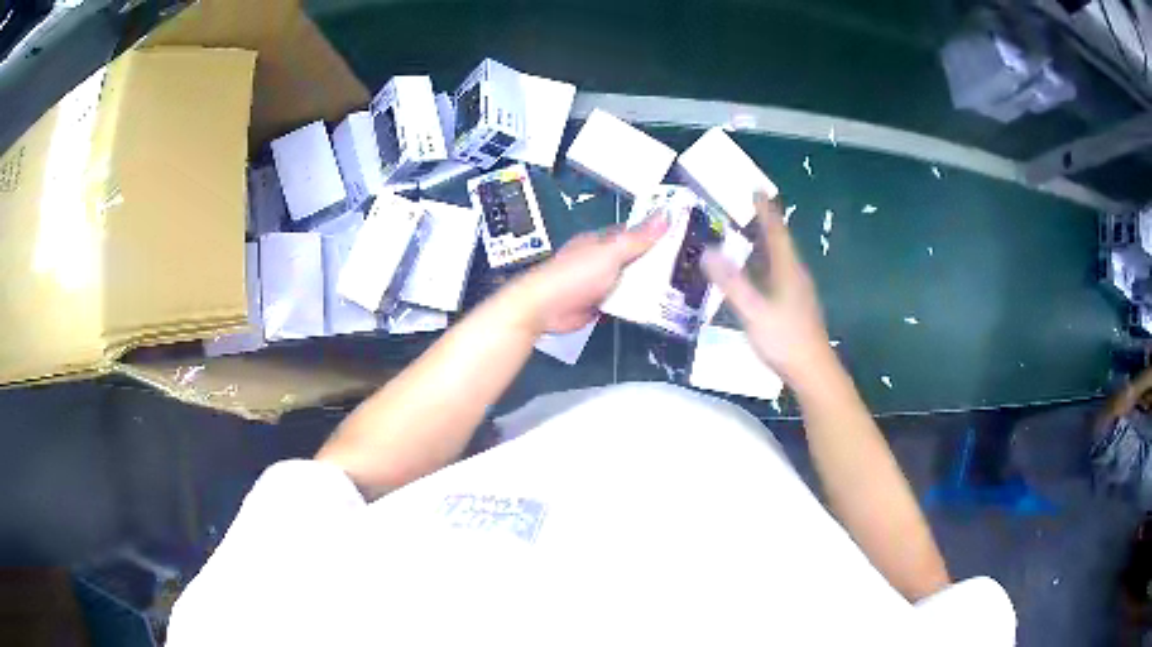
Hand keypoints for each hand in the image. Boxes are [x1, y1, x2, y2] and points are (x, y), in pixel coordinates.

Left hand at [517, 215, 668, 333]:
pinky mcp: (600, 304)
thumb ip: (638, 237)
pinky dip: (636, 304)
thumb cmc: (574, 274)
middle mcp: (602, 260)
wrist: (546, 307)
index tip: (680, 236)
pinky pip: (624, 302)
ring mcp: (600, 283)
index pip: (634, 233)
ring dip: (647, 285)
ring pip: (631, 281)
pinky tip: (655, 306)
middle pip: (635, 259)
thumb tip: (664, 215)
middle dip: (656, 262)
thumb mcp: (611, 252)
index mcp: (602, 241)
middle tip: (685, 266)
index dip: (656, 234)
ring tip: (677, 287)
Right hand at [701, 192, 833, 388]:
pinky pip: (779, 274)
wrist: (813, 371)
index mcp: (787, 269)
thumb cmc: (784, 339)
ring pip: (781, 259)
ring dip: (766, 243)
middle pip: (780, 241)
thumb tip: (707, 251)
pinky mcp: (796, 306)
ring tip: (749, 234)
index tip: (756, 189)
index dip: (765, 210)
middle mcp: (795, 274)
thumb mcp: (753, 311)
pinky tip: (757, 274)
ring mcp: (798, 291)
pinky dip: (766, 264)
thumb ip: (731, 282)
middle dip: (765, 222)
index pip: (775, 231)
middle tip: (748, 207)